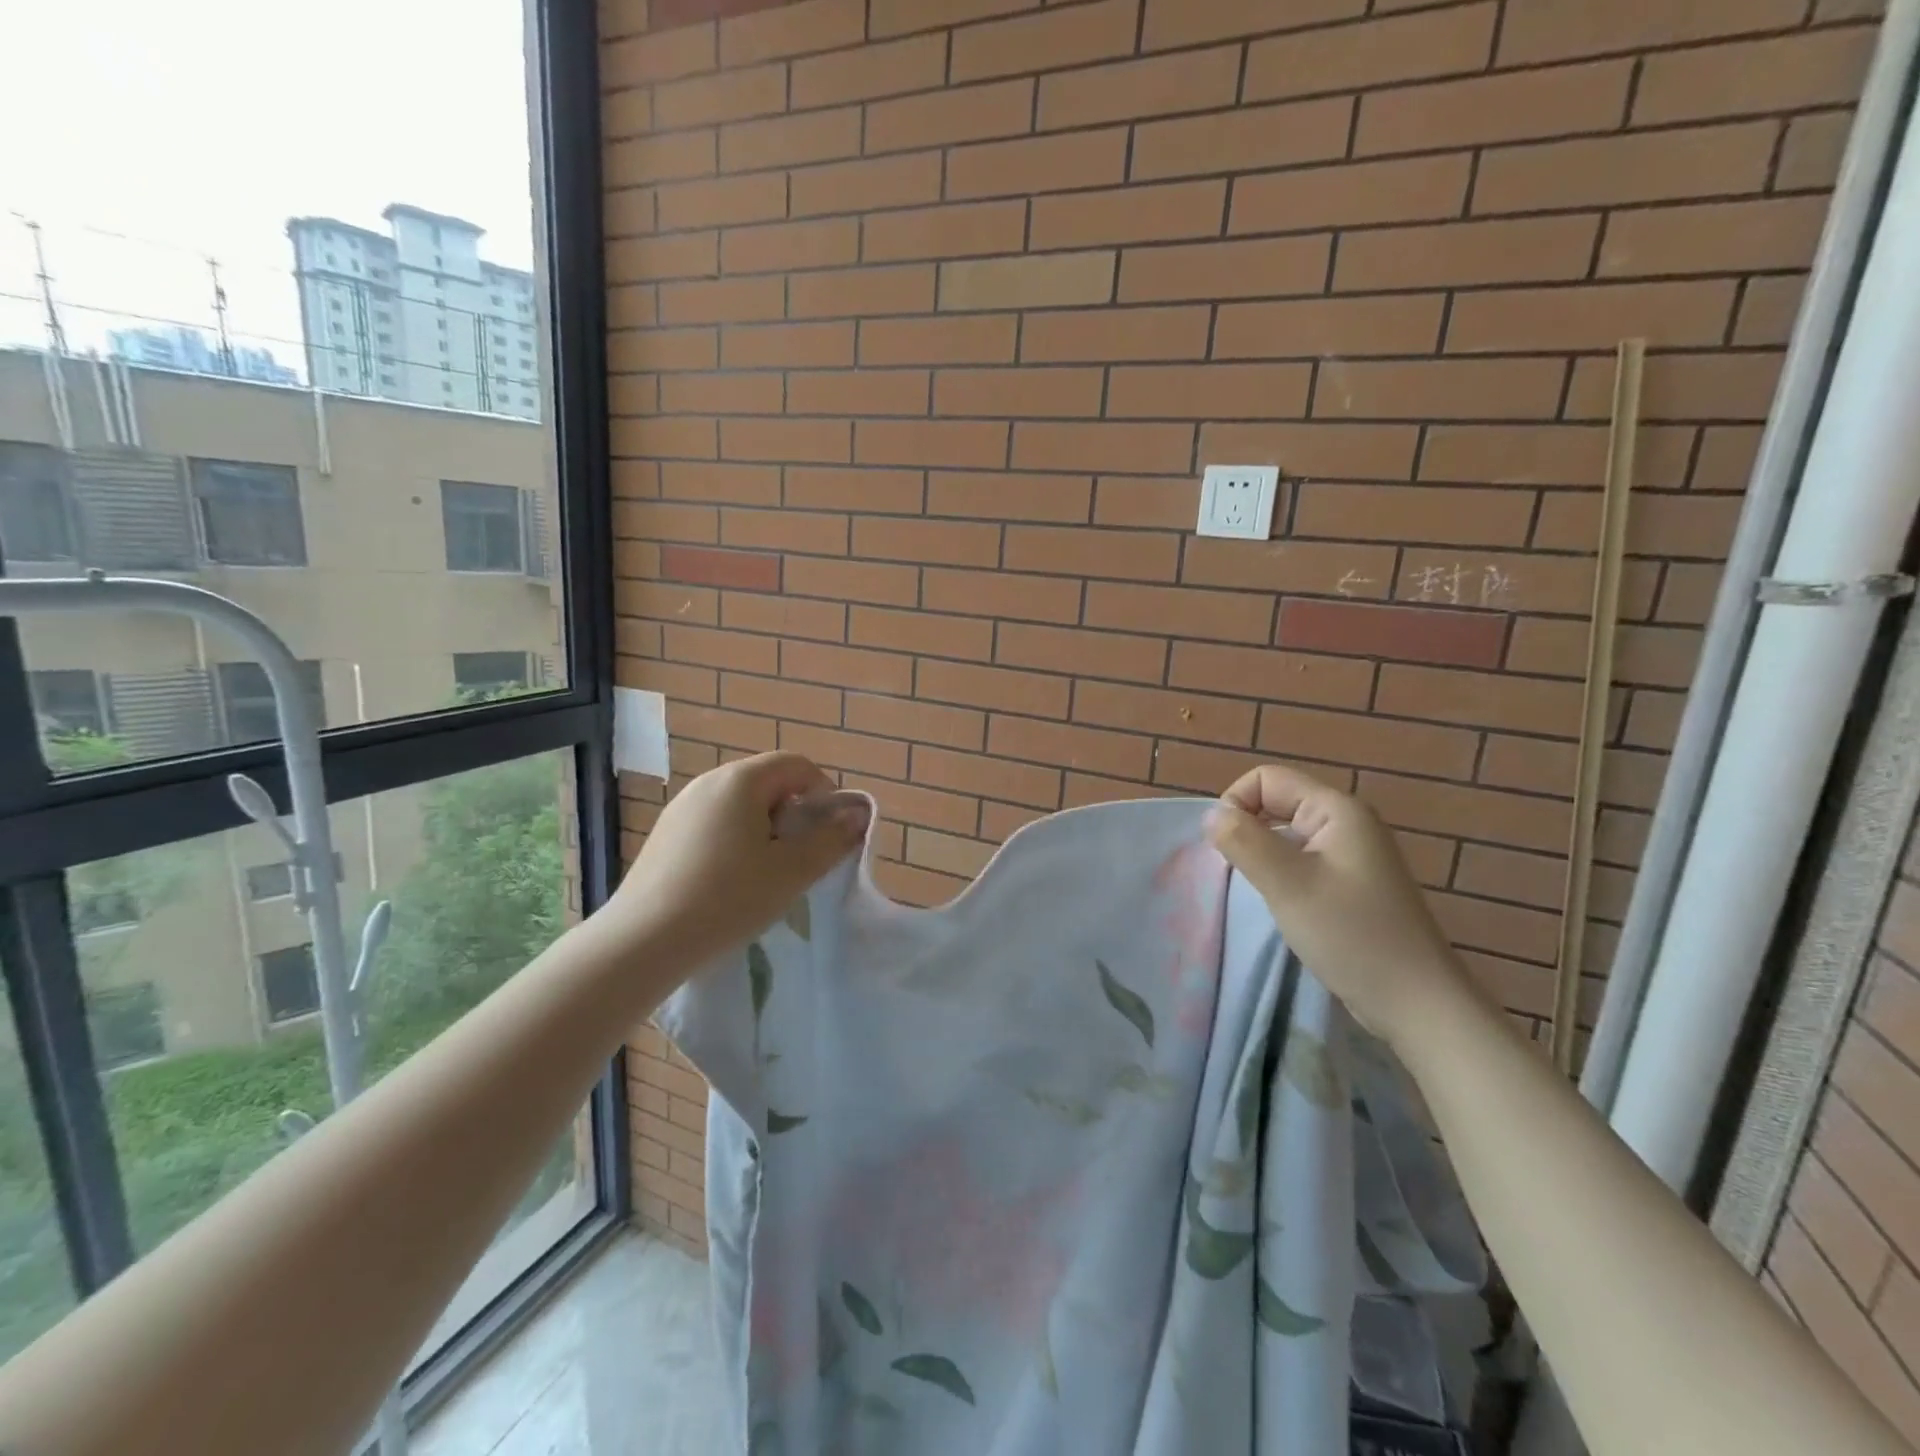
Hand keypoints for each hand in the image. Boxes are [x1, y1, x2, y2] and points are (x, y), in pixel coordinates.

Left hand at [605, 753, 867, 963]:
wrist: (643, 942)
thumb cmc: (729, 898)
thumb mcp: (792, 871)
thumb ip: (831, 839)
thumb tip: (857, 815)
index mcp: (741, 780)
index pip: (796, 765)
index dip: (824, 792)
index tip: (830, 832)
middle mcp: (708, 782)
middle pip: (768, 782)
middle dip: (794, 813)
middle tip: (800, 857)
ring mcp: (681, 808)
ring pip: (740, 806)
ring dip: (765, 830)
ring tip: (767, 874)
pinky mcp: (664, 835)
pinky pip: (714, 825)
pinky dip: (735, 842)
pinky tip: (730, 884)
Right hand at [1205, 763, 1475, 1049]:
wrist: (1417, 1004)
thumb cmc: (1351, 935)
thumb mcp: (1287, 884)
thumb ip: (1243, 841)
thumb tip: (1211, 814)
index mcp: (1337, 810)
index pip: (1267, 779)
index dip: (1237, 804)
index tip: (1228, 849)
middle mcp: (1347, 822)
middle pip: (1277, 802)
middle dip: (1249, 831)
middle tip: (1244, 875)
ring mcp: (1352, 854)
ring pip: (1286, 834)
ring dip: (1264, 857)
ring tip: (1264, 893)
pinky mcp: (1351, 883)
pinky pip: (1301, 860)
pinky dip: (1282, 875)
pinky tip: (1285, 906)